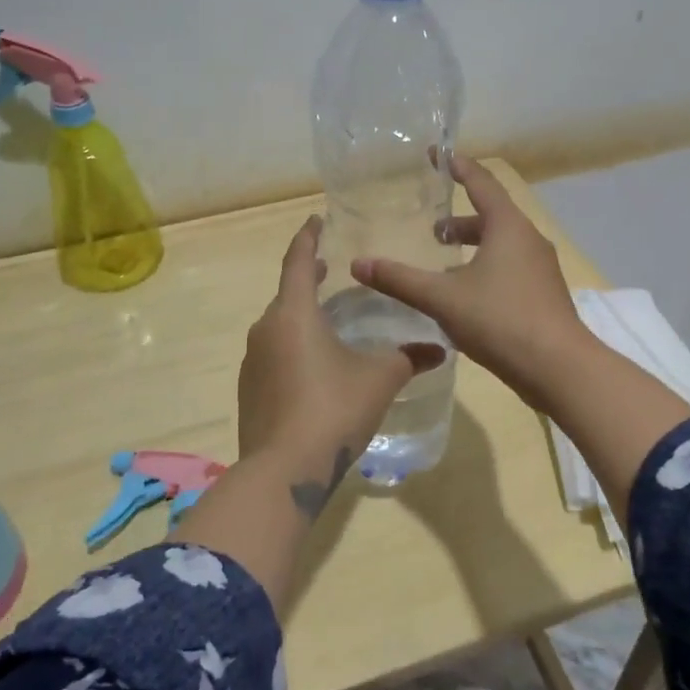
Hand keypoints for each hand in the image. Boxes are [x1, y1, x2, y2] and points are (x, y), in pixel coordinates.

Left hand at [239, 216, 445, 466]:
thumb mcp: (379, 379)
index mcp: (294, 313)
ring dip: (300, 316)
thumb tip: (440, 350)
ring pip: (279, 326)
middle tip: (330, 270)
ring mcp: (252, 361)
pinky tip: (313, 367)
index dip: (308, 237)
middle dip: (306, 278)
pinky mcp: (249, 389)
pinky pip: (272, 354)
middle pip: (287, 293)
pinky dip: (292, 347)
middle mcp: (266, 329)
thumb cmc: (333, 409)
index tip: (316, 220)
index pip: (297, 261)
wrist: (284, 469)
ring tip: (328, 321)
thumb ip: (408, 359)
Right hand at [349, 156, 589, 410]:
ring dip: (473, 247)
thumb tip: (358, 264)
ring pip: (503, 245)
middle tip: (432, 229)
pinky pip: (511, 268)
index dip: (458, 166)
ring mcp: (541, 269)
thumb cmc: (500, 320)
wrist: (559, 368)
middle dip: (460, 219)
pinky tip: (467, 297)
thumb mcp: (442, 298)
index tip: (437, 154)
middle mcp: (529, 240)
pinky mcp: (544, 295)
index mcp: (508, 227)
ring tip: (444, 263)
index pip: (481, 183)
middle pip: (492, 216)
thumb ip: (400, 280)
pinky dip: (486, 269)